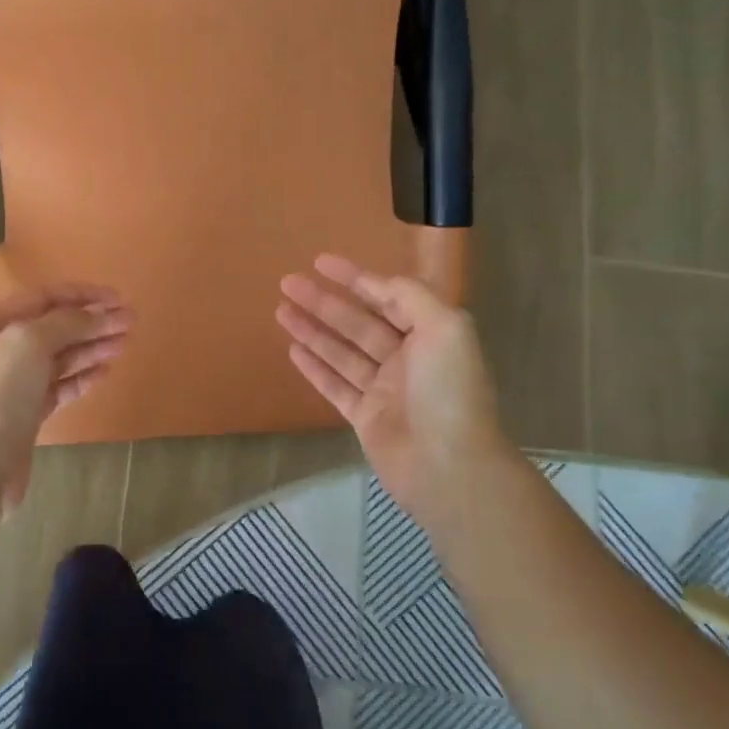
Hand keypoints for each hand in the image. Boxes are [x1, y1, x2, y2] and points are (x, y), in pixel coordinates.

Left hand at [0, 284, 130, 509]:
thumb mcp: (28, 342)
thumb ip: (67, 322)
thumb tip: (100, 315)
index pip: (44, 297)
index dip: (83, 295)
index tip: (118, 300)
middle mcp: (0, 350)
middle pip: (54, 327)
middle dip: (93, 322)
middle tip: (130, 322)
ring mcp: (13, 385)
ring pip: (60, 358)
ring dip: (92, 348)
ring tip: (124, 344)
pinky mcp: (26, 415)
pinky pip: (59, 387)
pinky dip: (82, 378)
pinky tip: (104, 372)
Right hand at [276, 254, 507, 534]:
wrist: (448, 466)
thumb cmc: (448, 392)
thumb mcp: (444, 327)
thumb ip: (410, 296)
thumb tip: (376, 282)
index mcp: (430, 335)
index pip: (388, 297)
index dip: (355, 277)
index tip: (320, 262)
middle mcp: (407, 359)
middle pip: (358, 323)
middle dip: (323, 302)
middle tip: (287, 283)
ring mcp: (384, 390)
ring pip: (341, 352)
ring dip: (312, 330)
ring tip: (280, 311)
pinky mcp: (365, 418)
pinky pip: (335, 386)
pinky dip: (314, 367)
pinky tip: (293, 349)